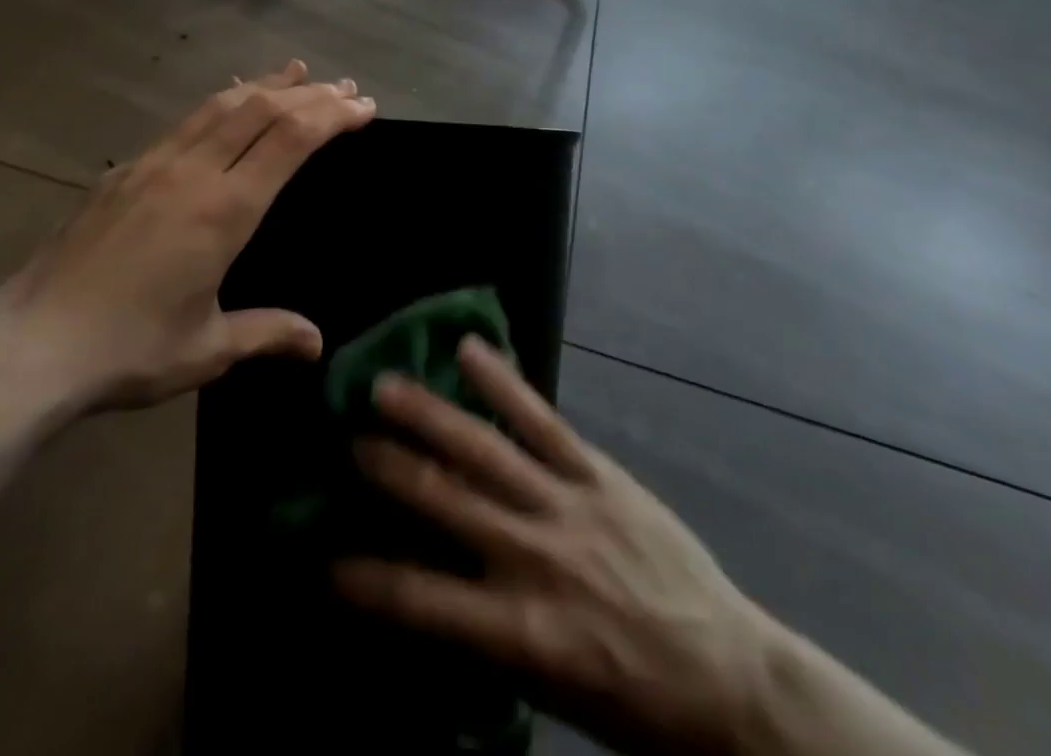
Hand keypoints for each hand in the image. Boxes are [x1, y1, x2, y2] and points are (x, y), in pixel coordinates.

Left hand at [0, 60, 374, 415]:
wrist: (31, 343)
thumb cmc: (128, 349)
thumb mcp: (207, 348)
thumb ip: (267, 334)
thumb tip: (317, 342)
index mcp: (223, 210)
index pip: (290, 141)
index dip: (331, 117)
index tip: (363, 107)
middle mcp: (192, 172)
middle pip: (261, 110)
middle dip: (310, 95)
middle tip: (345, 88)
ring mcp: (153, 164)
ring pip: (221, 106)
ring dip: (266, 86)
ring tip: (297, 72)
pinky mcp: (123, 170)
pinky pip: (185, 121)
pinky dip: (221, 103)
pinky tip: (228, 102)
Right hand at [334, 338, 770, 755]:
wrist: (729, 680)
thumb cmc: (633, 702)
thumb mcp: (548, 689)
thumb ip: (485, 640)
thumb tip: (425, 600)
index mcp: (520, 632)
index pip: (420, 602)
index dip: (365, 581)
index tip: (322, 561)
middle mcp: (534, 559)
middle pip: (444, 501)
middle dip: (387, 468)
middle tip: (346, 440)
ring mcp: (566, 505)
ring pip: (483, 450)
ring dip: (428, 414)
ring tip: (384, 386)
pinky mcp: (598, 474)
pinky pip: (542, 421)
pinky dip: (502, 384)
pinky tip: (470, 349)